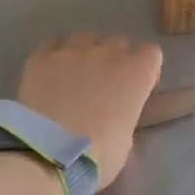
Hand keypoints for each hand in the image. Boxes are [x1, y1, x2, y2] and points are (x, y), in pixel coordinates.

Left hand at [16, 30, 162, 188]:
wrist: (47, 155)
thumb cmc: (97, 156)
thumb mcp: (125, 142)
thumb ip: (125, 118)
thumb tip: (115, 119)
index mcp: (137, 73)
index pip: (151, 54)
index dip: (145, 71)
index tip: (136, 90)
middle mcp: (108, 53)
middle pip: (118, 44)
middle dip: (114, 61)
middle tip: (103, 88)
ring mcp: (73, 51)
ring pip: (85, 38)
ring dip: (84, 53)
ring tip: (73, 77)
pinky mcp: (42, 58)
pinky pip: (52, 45)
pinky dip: (53, 57)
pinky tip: (49, 75)